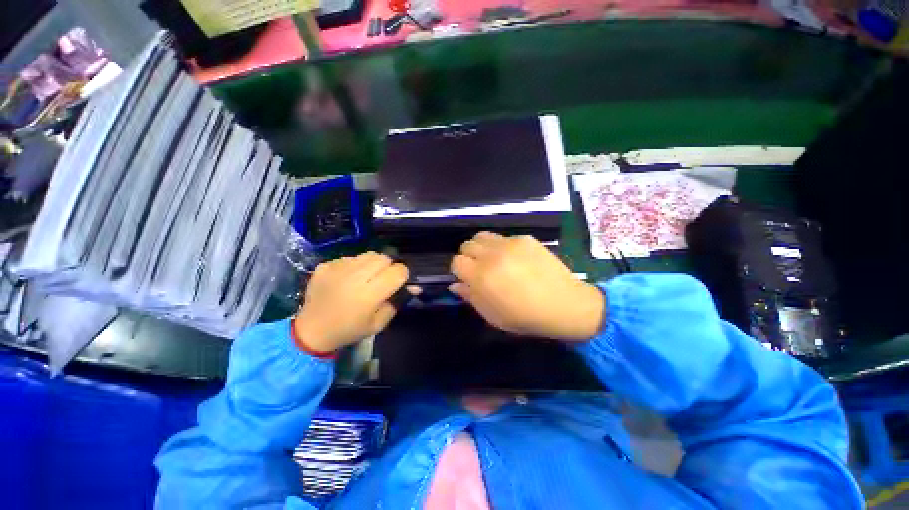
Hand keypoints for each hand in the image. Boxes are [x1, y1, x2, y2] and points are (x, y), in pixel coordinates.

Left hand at [294, 252, 408, 352]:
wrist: (312, 330)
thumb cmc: (349, 330)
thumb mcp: (378, 323)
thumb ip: (397, 302)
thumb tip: (413, 286)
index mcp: (369, 294)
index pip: (398, 270)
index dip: (402, 275)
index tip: (397, 283)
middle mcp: (355, 277)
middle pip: (384, 258)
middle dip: (388, 267)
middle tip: (381, 280)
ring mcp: (338, 268)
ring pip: (368, 254)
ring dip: (373, 264)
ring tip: (366, 277)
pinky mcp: (326, 265)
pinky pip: (350, 257)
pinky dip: (355, 265)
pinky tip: (348, 279)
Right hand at [450, 232, 604, 341]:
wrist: (564, 304)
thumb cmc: (525, 316)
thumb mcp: (492, 315)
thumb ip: (470, 297)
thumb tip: (455, 284)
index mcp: (482, 276)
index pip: (456, 262)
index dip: (458, 270)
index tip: (466, 277)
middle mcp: (492, 255)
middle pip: (467, 245)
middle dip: (468, 256)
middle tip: (480, 268)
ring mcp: (510, 244)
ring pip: (483, 236)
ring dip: (482, 247)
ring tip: (493, 259)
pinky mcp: (525, 238)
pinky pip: (504, 238)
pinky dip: (502, 247)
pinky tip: (516, 259)